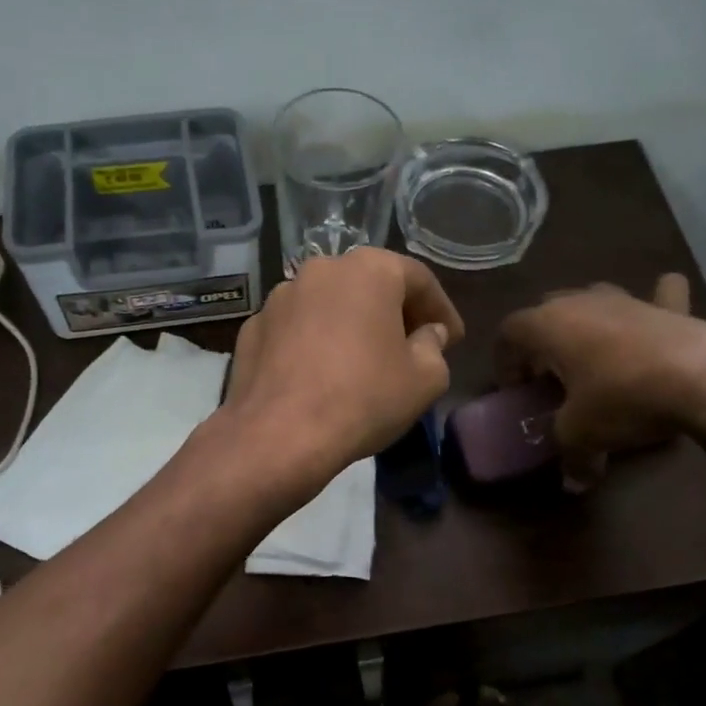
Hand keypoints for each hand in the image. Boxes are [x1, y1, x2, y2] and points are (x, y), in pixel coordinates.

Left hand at [226, 248, 464, 486]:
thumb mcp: (424, 380)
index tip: (453, 339)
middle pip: (369, 285)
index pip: (418, 279)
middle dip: (394, 313)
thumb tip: (428, 334)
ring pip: (328, 305)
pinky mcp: (252, 329)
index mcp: (369, 270)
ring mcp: (279, 297)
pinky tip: (320, 375)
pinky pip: (296, 329)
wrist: (279, 435)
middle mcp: (321, 270)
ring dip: (350, 325)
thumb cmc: (364, 399)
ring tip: (363, 361)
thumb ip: (434, 347)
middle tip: (411, 346)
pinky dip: (314, 343)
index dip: (441, 310)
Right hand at [495, 273, 705, 487]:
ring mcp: (627, 298)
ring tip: (593, 355)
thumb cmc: (622, 398)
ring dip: (587, 322)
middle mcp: (581, 301)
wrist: (703, 377)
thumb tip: (573, 482)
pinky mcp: (669, 307)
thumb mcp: (581, 434)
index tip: (516, 392)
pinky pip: (658, 295)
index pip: (509, 333)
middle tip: (550, 376)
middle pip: (547, 311)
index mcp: (548, 325)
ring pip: (594, 299)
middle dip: (542, 340)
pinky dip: (655, 301)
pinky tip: (659, 309)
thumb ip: (570, 455)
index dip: (505, 362)